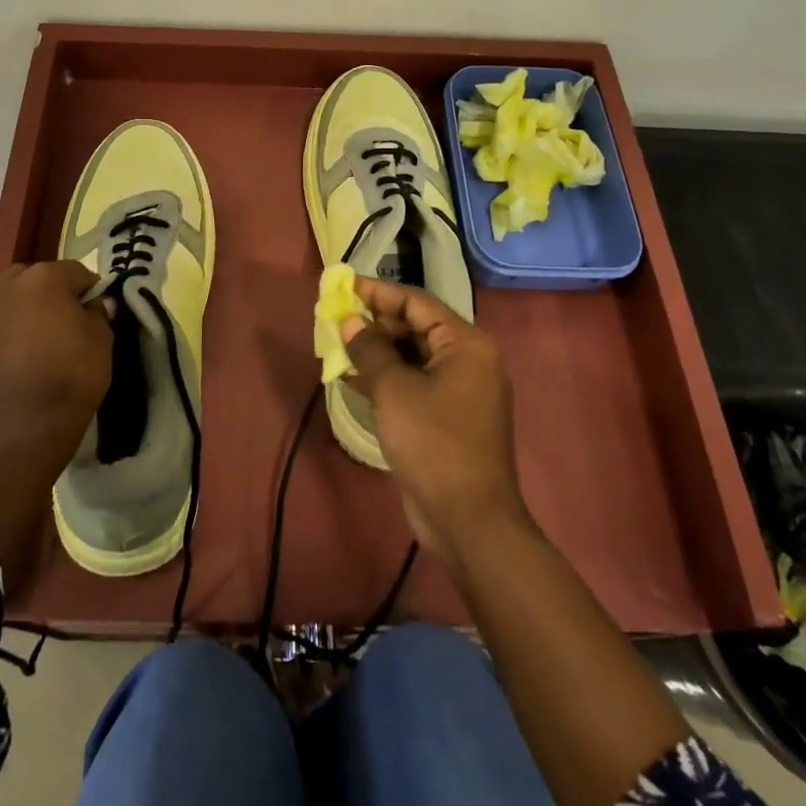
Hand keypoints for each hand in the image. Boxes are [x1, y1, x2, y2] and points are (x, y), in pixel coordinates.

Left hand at [0, 260, 111, 471]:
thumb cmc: (73, 375)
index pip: (77, 272)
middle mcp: (10, 286)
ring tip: (46, 335)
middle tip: (70, 319)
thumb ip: (98, 312)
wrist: (27, 427)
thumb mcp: (102, 339)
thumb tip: (95, 304)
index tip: (98, 310)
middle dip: (55, 291)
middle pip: (39, 276)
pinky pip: (1, 321)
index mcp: (44, 278)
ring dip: (31, 306)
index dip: (91, 290)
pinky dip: (14, 328)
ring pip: (15, 296)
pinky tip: (27, 352)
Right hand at [340, 278, 530, 572]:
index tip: (343, 285)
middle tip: (336, 318)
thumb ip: (370, 349)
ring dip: (376, 351)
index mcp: (466, 344)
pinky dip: (386, 378)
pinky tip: (350, 378)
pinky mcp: (448, 417)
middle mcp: (468, 360)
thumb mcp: (394, 390)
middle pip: (416, 327)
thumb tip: (351, 322)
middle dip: (375, 322)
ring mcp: (460, 391)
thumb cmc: (433, 443)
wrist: (468, 519)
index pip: (417, 302)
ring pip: (412, 357)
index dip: (378, 292)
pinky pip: (414, 383)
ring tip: (337, 344)